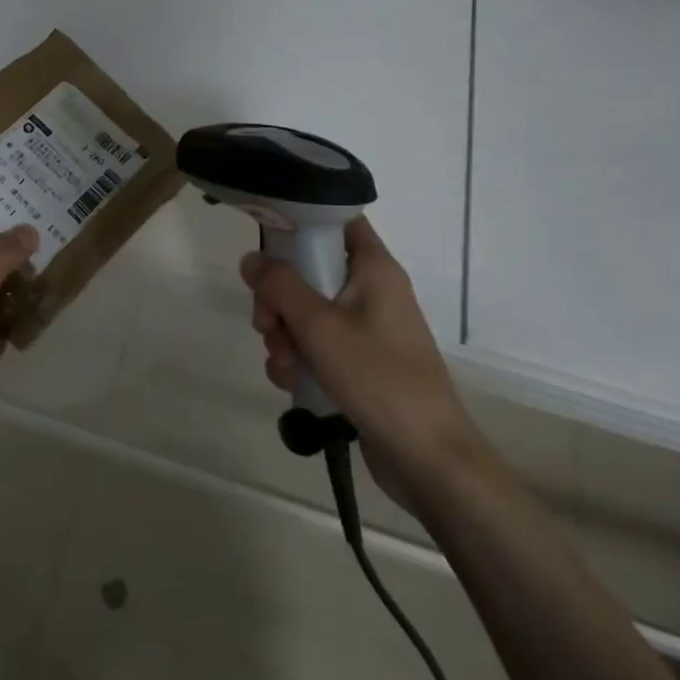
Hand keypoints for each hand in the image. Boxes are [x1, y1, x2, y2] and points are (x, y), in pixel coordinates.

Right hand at [242, 217, 477, 501]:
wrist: (428, 458)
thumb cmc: (377, 377)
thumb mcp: (319, 326)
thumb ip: (280, 286)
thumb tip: (251, 259)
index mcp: (374, 268)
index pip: (336, 220)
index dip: (300, 223)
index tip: (265, 244)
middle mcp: (373, 290)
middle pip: (311, 270)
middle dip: (279, 299)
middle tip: (266, 324)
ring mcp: (368, 328)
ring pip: (309, 312)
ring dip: (284, 335)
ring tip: (283, 366)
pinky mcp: (362, 362)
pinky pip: (319, 345)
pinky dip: (300, 358)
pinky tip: (291, 382)